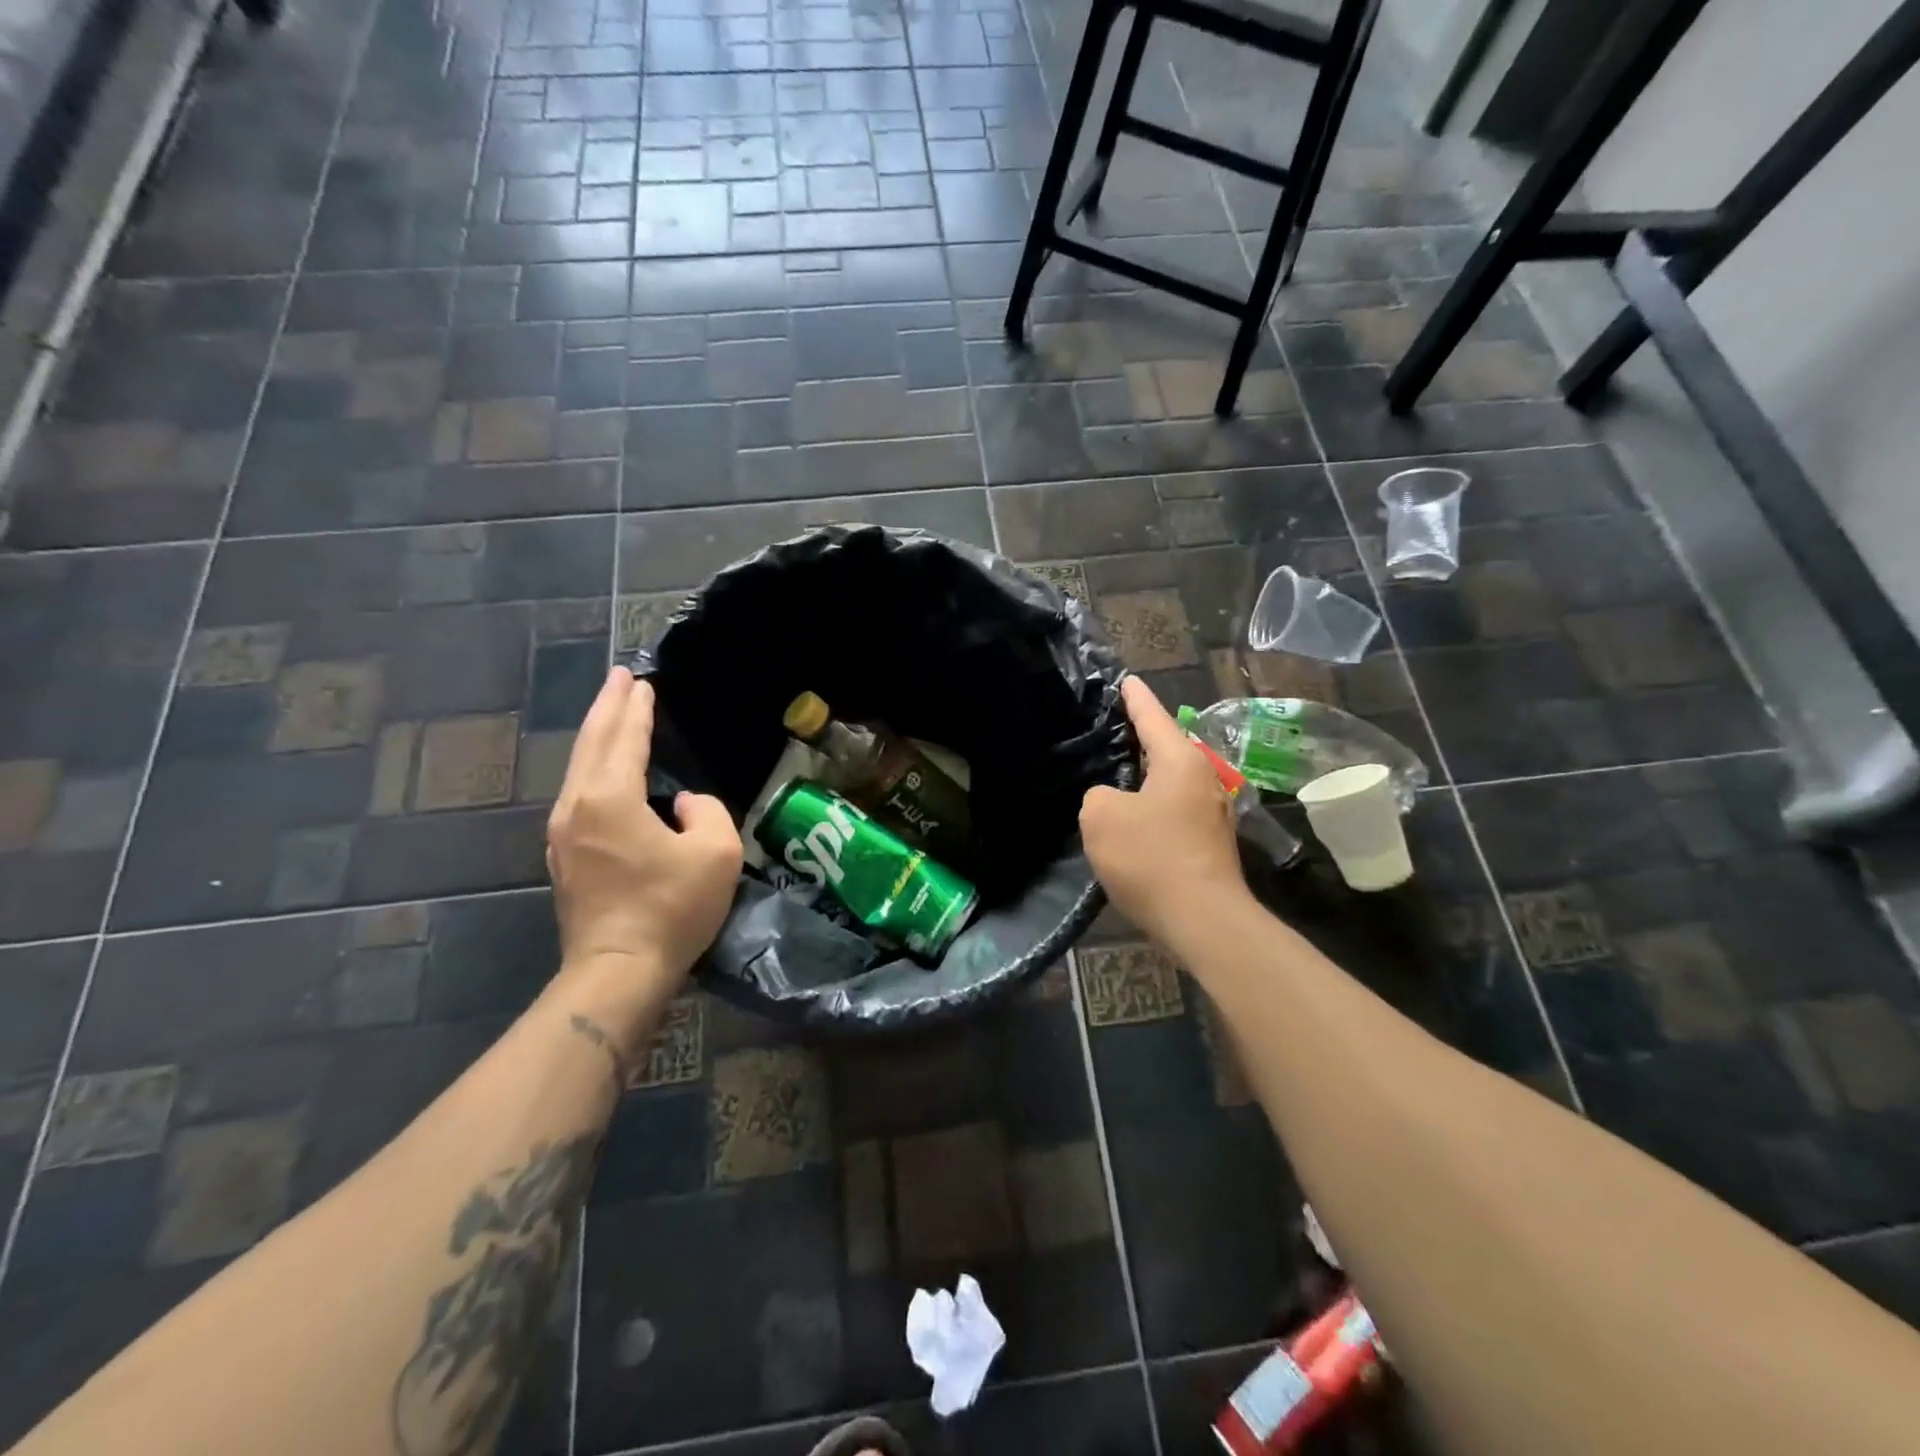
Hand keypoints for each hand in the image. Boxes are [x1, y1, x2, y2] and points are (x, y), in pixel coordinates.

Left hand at [547, 669, 742, 984]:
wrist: (617, 971)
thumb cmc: (670, 909)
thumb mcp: (716, 853)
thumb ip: (707, 811)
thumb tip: (683, 804)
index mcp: (610, 798)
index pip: (624, 739)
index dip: (637, 709)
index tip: (642, 682)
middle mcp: (577, 806)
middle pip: (590, 744)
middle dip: (606, 708)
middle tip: (619, 679)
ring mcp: (562, 833)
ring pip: (577, 769)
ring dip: (596, 737)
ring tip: (611, 714)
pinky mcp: (564, 857)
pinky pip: (577, 793)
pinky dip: (591, 767)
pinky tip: (602, 769)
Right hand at [1081, 677, 1244, 940]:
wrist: (1203, 920)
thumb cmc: (1152, 857)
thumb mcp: (1101, 816)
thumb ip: (1098, 795)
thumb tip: (1112, 800)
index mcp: (1179, 760)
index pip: (1152, 715)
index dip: (1134, 697)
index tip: (1125, 680)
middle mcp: (1203, 778)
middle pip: (1164, 747)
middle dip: (1139, 737)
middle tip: (1108, 729)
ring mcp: (1210, 811)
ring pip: (1169, 780)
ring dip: (1144, 776)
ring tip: (1114, 772)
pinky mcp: (1208, 841)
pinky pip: (1173, 808)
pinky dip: (1151, 805)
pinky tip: (1131, 818)